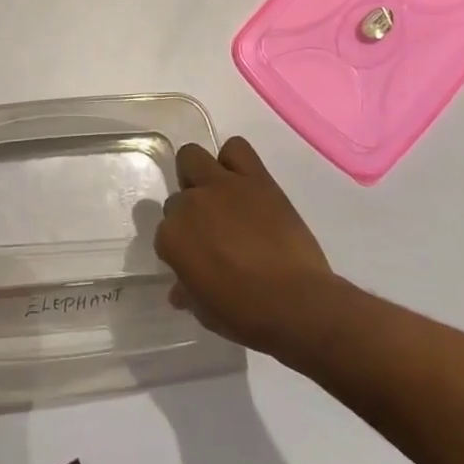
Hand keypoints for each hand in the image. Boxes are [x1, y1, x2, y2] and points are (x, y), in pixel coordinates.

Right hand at [155, 136, 338, 360]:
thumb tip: (180, 289)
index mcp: (173, 238)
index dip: (181, 248)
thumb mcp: (206, 312)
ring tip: (217, 196)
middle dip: (189, 210)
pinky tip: (242, 181)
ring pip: (193, 157)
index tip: (195, 260)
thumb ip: (188, 292)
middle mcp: (191, 204)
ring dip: (200, 174)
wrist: (298, 304)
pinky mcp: (255, 178)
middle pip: (177, 195)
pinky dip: (234, 159)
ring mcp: (222, 185)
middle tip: (208, 229)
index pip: (164, 233)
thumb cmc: (247, 316)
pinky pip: (236, 148)